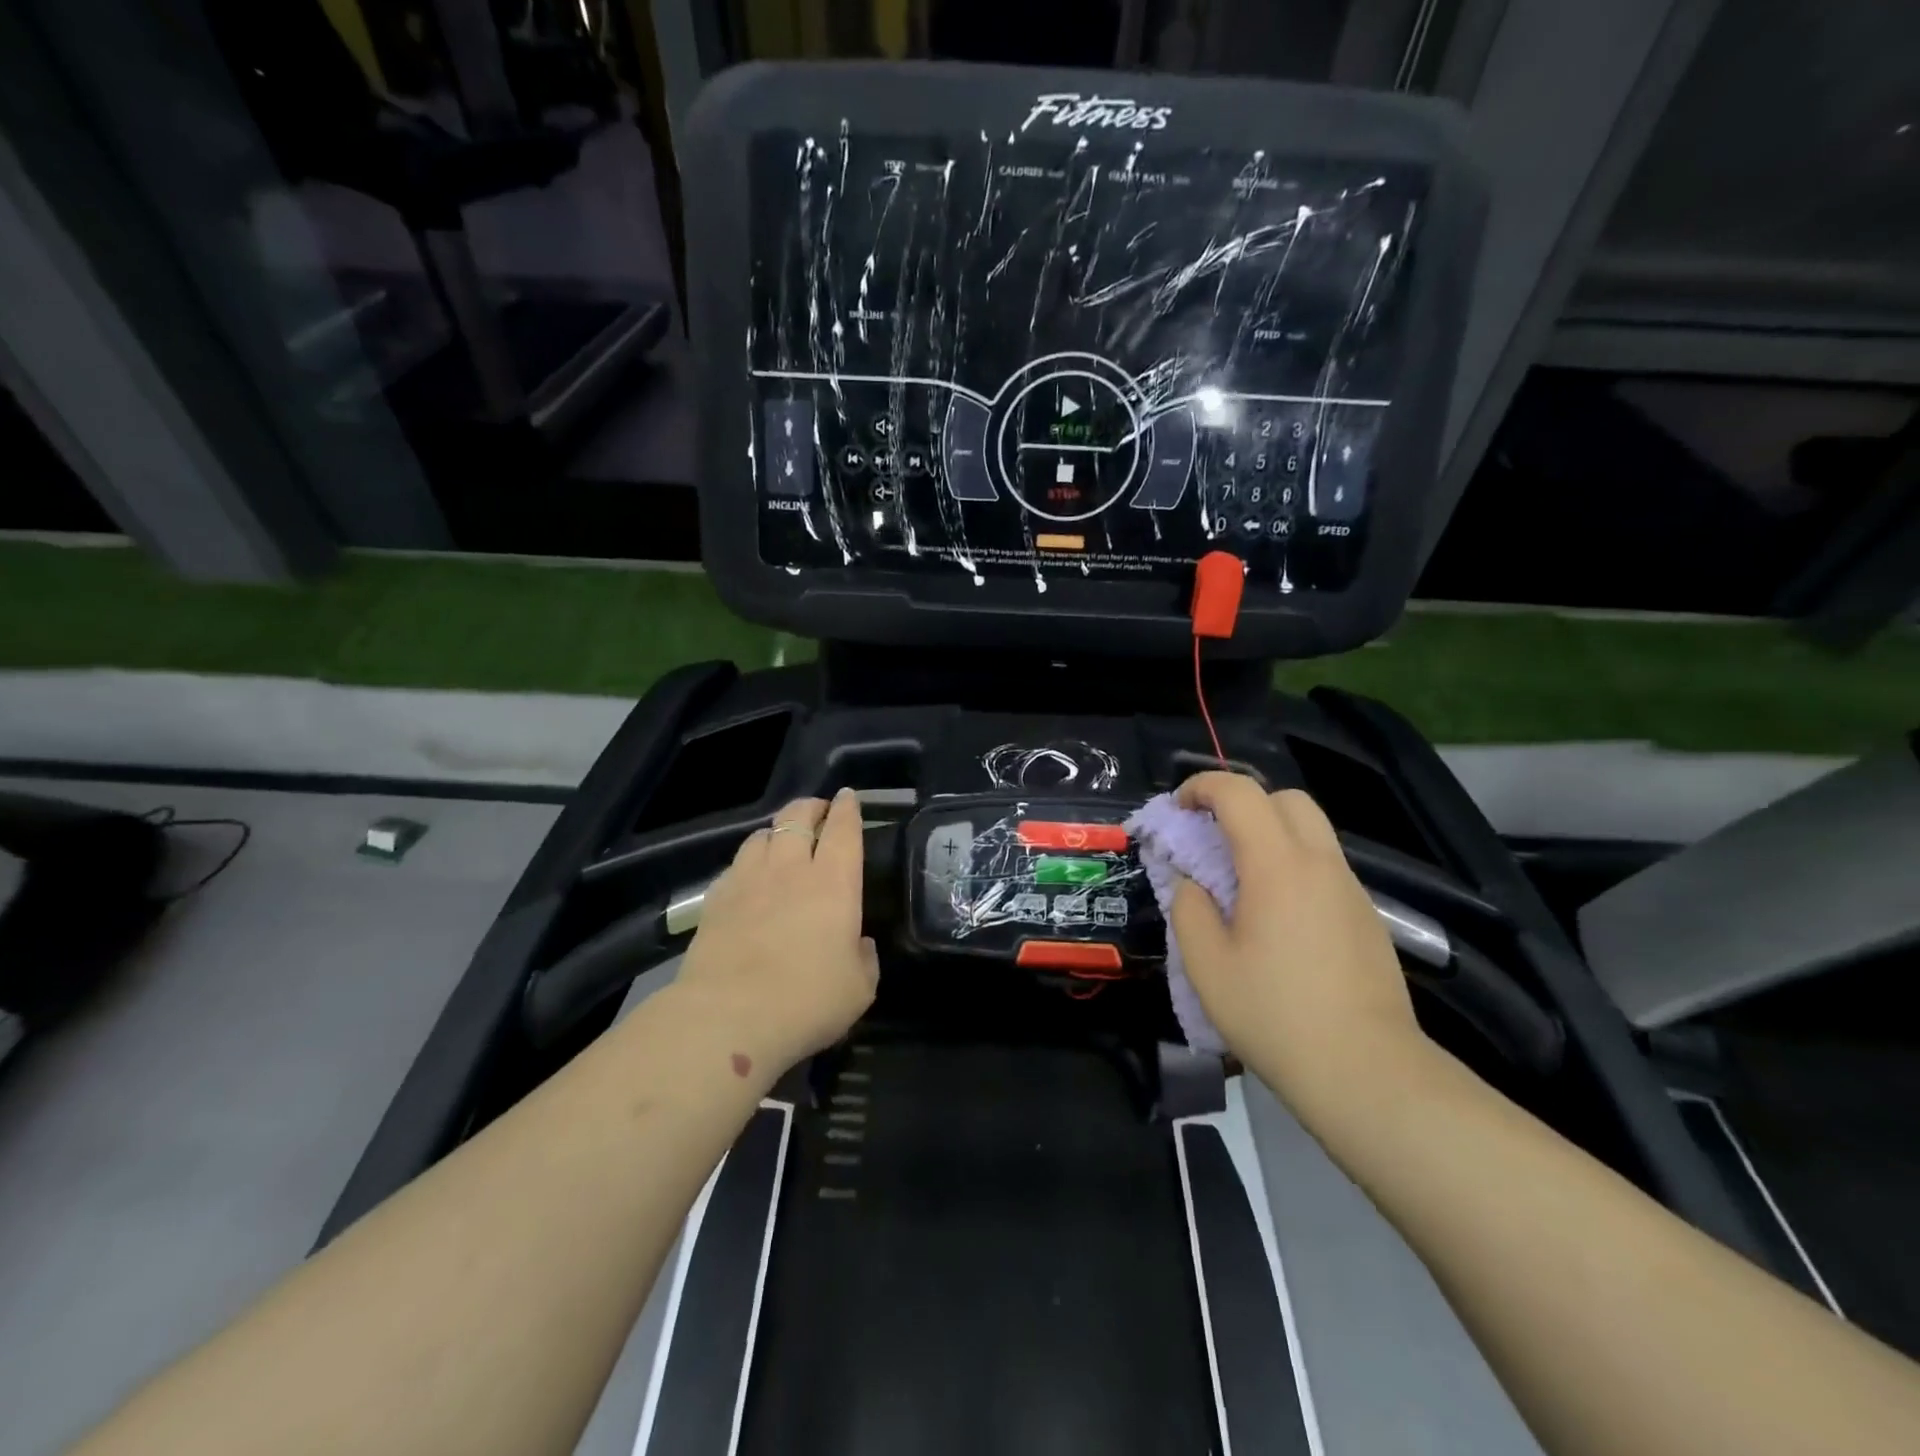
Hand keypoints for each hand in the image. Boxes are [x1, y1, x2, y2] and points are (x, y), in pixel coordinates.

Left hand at [672, 789, 878, 1073]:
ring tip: (781, 841)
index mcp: (834, 883)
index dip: (847, 808)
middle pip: (797, 818)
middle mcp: (790, 870)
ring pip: (761, 836)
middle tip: (818, 811)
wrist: (729, 1017)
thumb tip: (859, 944)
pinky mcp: (715, 899)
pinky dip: (748, 863)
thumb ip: (864, 958)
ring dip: (776, 832)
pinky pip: (735, 866)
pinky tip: (748, 878)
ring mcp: (748, 880)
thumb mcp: (859, 988)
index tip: (847, 797)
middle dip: (810, 807)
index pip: (843, 829)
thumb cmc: (807, 1001)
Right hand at [1168, 772, 1423, 1119]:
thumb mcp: (1207, 965)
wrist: (1366, 1072)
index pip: (1240, 793)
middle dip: (1243, 802)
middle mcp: (1320, 864)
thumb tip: (1191, 883)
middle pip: (1286, 799)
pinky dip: (1294, 866)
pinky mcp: (1367, 918)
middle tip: (1212, 837)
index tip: (1178, 809)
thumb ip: (1189, 908)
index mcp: (1277, 866)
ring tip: (1240, 881)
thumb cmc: (1274, 1015)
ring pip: (1311, 832)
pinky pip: (1325, 868)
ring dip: (1271, 834)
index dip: (1202, 787)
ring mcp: (1351, 890)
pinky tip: (1277, 918)